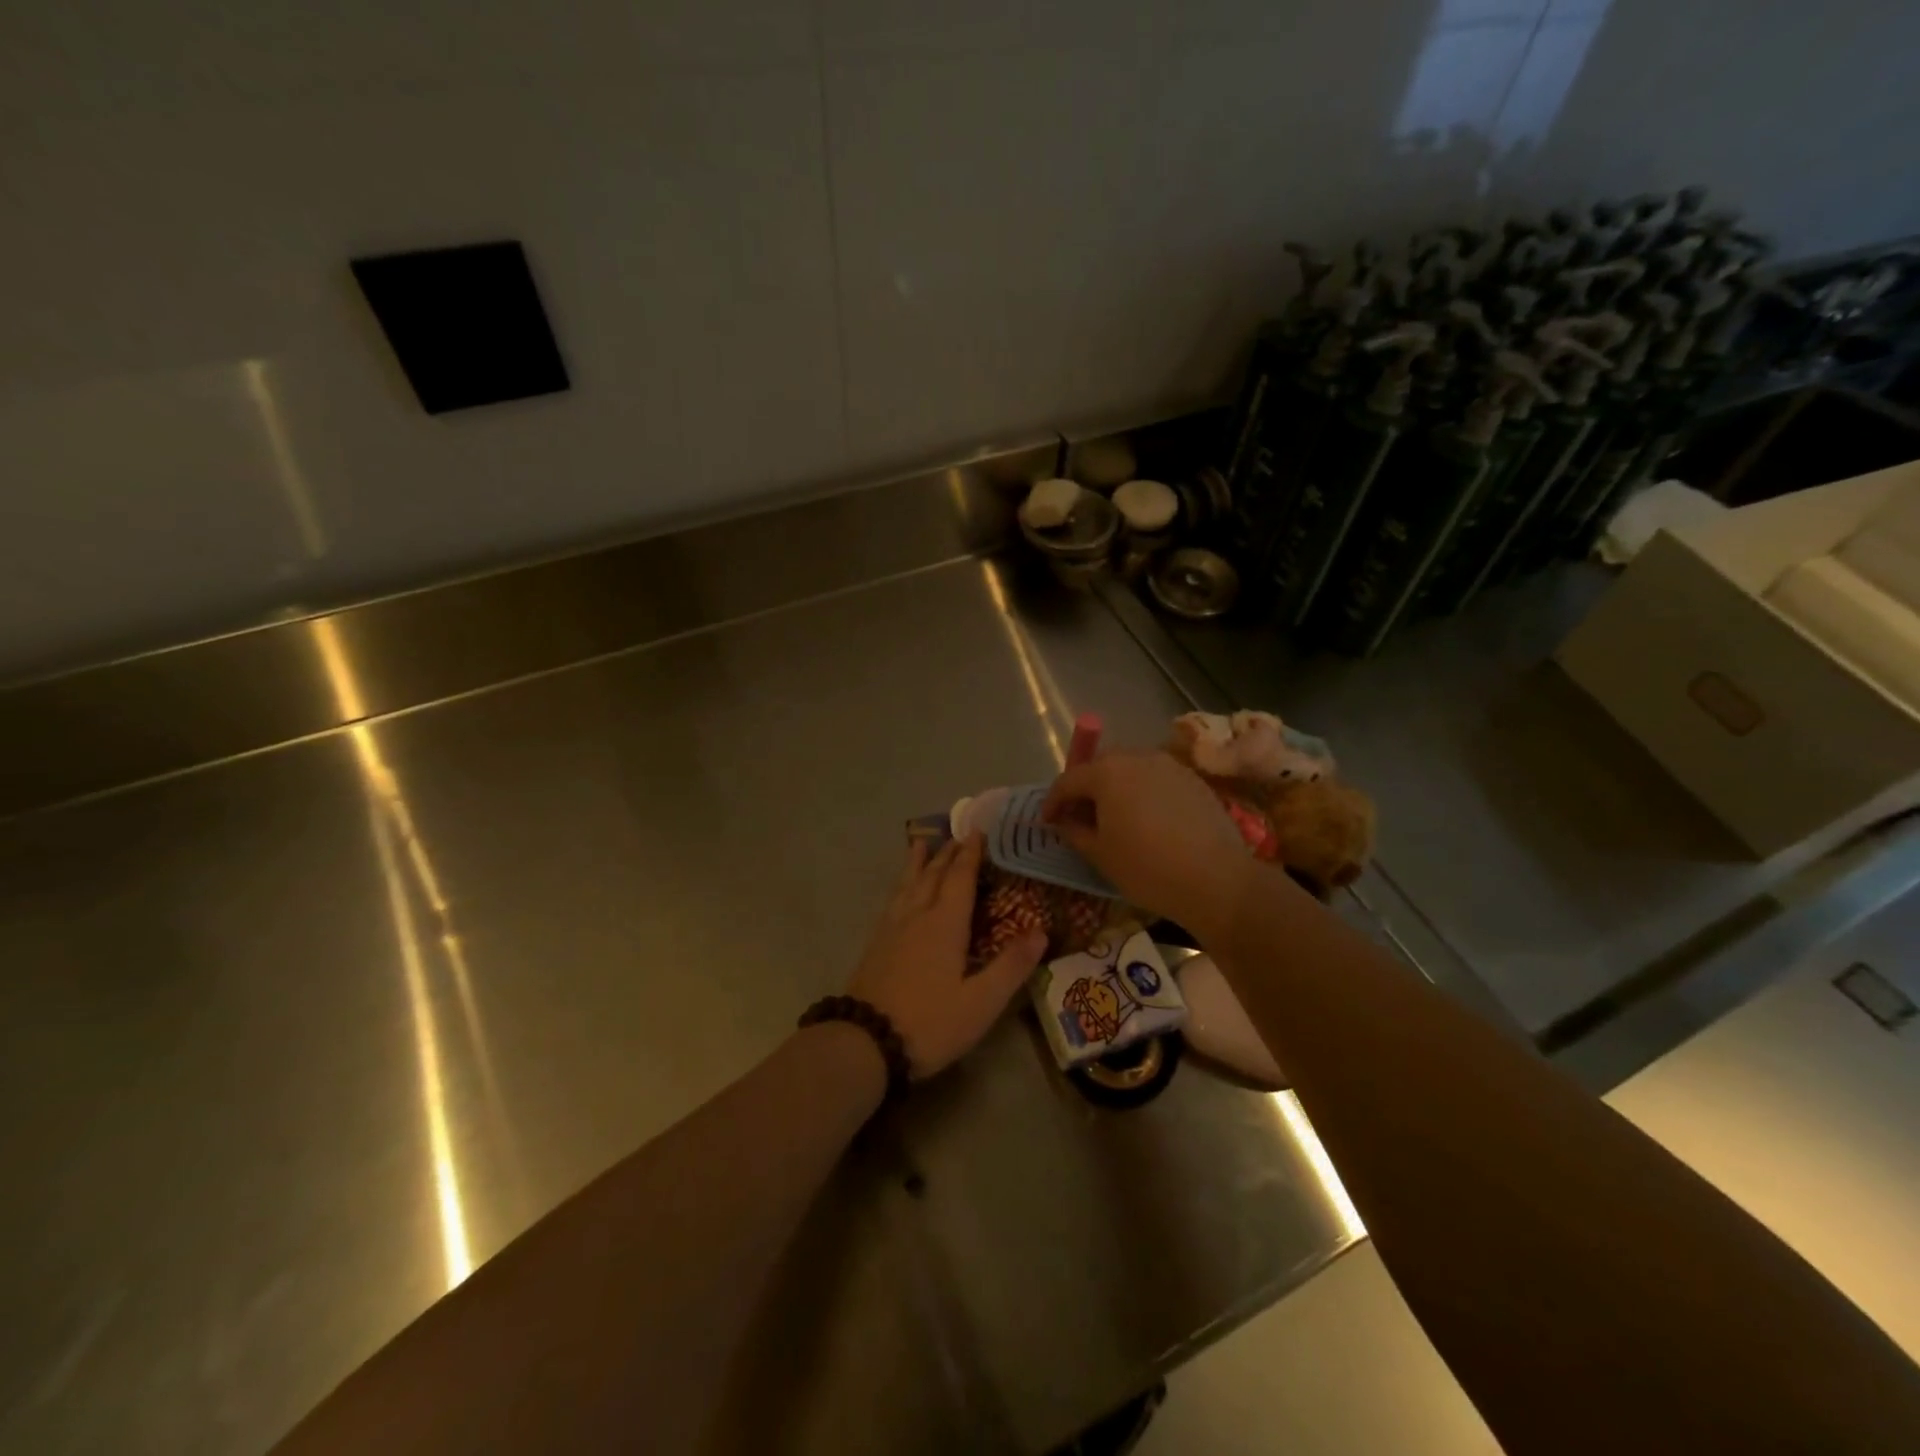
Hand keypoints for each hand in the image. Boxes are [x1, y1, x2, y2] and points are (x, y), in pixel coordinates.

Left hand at [848, 833, 1046, 1078]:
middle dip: (947, 854)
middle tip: (957, 834)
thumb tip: (1041, 931)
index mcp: (945, 924)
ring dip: (917, 862)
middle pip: (933, 875)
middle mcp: (917, 916)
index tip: (977, 831)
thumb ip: (1011, 966)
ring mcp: (891, 928)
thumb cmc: (930, 1022)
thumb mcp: (981, 1002)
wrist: (864, 1042)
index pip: (960, 878)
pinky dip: (901, 884)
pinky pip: (892, 900)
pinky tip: (899, 893)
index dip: (970, 854)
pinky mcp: (875, 944)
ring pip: (907, 884)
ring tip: (920, 843)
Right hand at [1042, 750, 1254, 932]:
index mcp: (1106, 772)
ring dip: (1115, 788)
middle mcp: (1136, 757)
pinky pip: (1156, 779)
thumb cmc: (1147, 867)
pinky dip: (1143, 793)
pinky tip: (1147, 820)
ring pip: (1130, 770)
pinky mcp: (1193, 778)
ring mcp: (1168, 765)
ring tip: (1114, 818)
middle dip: (1085, 789)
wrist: (1217, 880)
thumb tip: (1065, 821)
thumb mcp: (1100, 854)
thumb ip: (1074, 831)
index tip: (1047, 822)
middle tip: (1079, 817)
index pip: (1068, 780)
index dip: (1052, 801)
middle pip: (1099, 767)